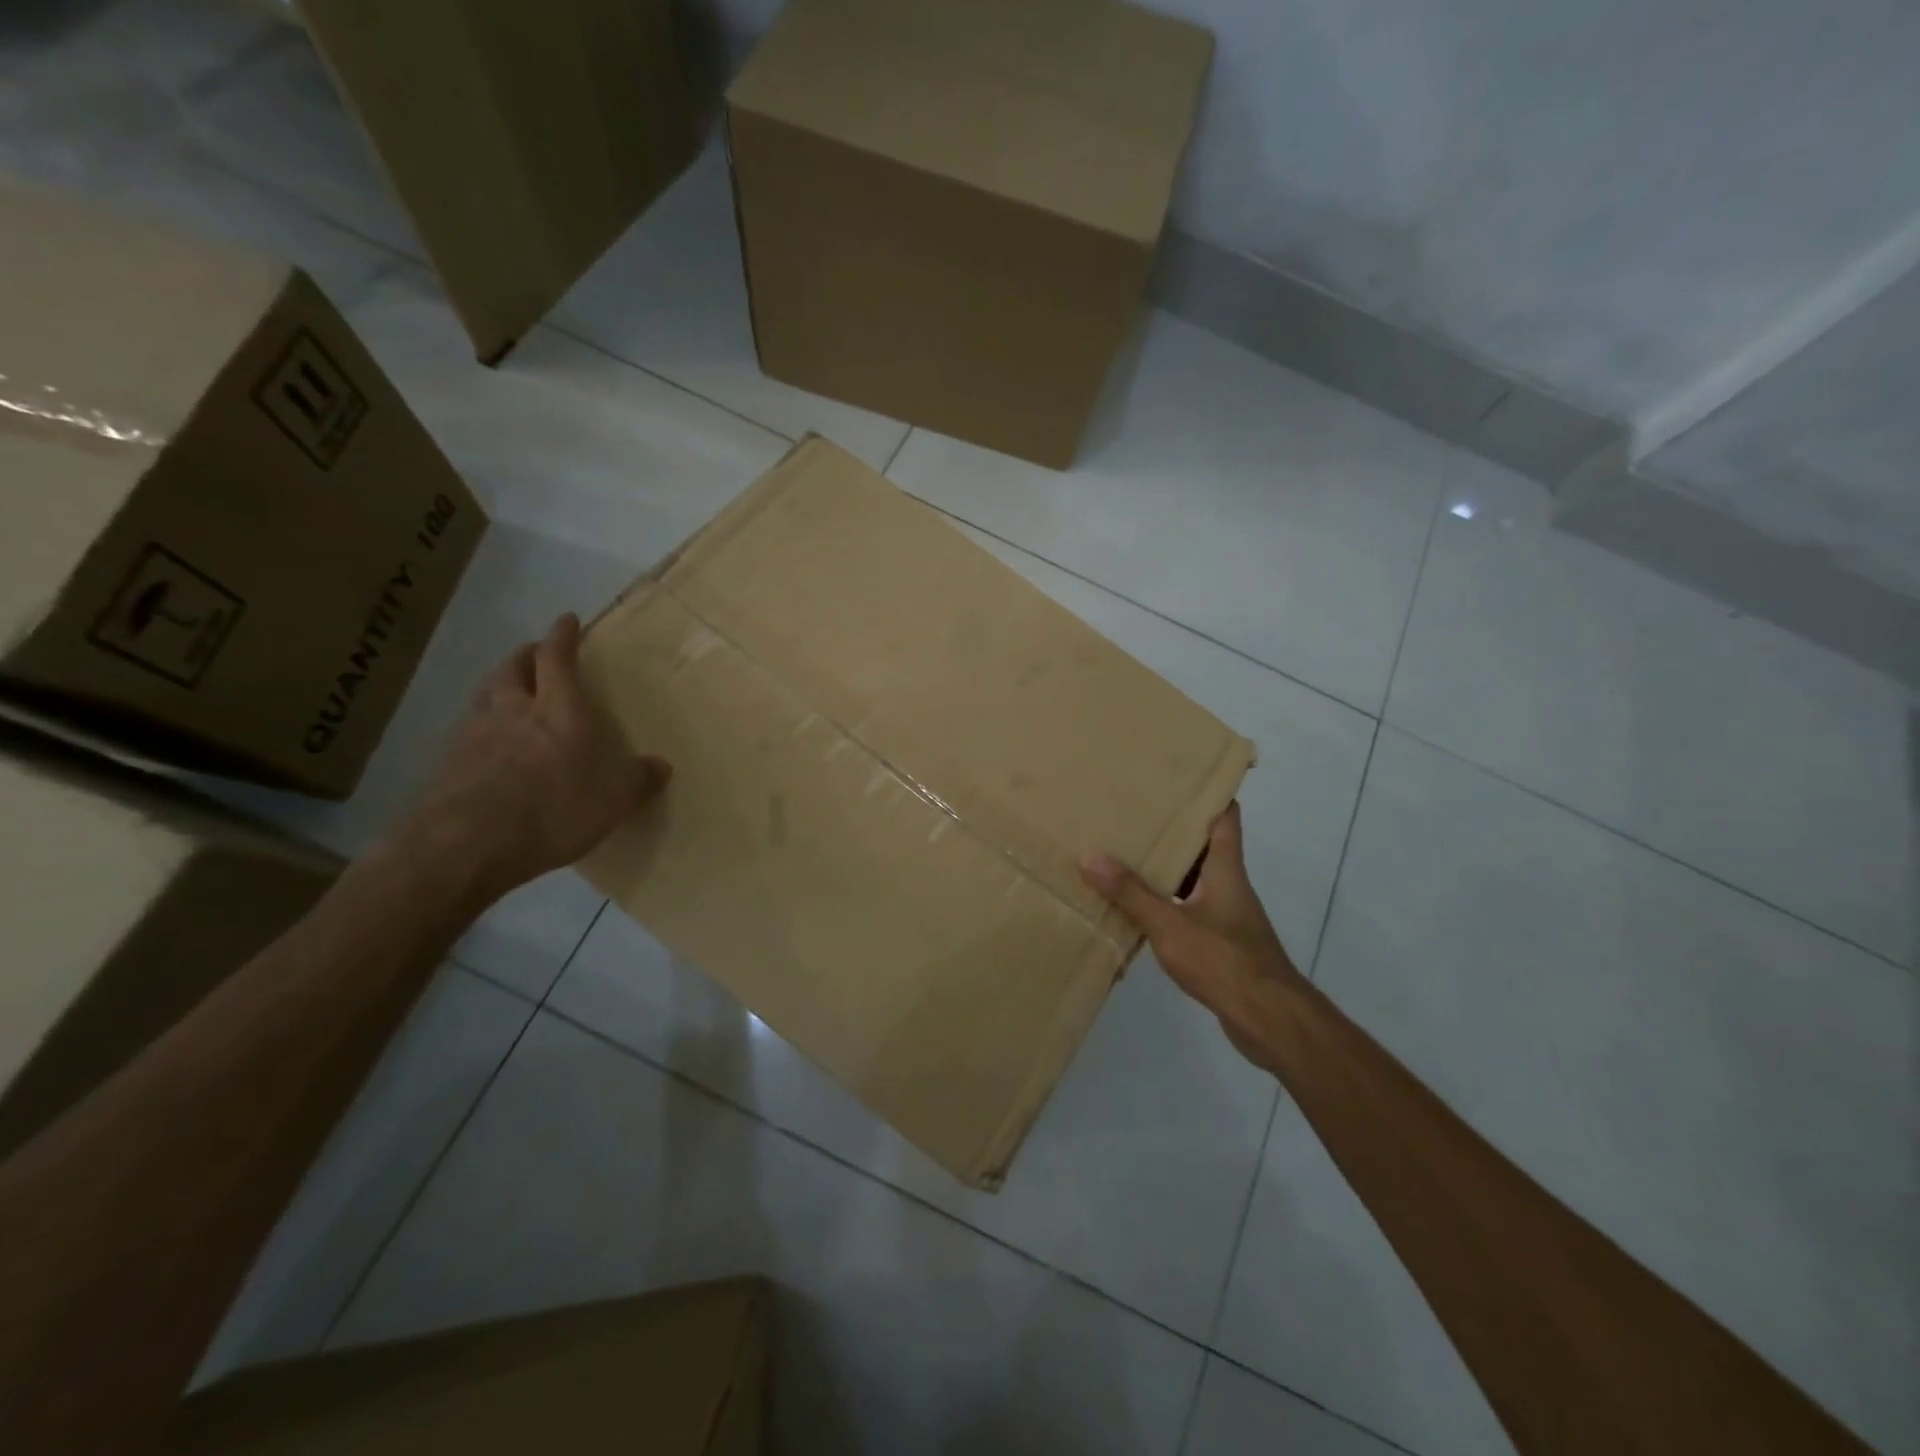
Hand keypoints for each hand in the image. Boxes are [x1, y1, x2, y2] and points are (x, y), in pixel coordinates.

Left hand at [395, 614, 670, 902]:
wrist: (467, 844)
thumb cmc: (554, 810)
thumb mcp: (613, 799)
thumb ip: (637, 779)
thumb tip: (662, 766)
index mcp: (559, 709)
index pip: (557, 659)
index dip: (562, 636)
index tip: (567, 619)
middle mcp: (514, 709)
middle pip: (514, 667)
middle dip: (527, 655)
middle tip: (537, 654)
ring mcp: (475, 733)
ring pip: (487, 693)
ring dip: (501, 684)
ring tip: (511, 691)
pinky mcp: (449, 761)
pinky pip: (469, 727)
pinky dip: (482, 722)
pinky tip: (489, 741)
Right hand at [1080, 803, 1302, 1054]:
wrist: (1269, 1020)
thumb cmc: (1225, 961)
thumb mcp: (1170, 924)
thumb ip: (1131, 893)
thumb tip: (1090, 857)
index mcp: (1225, 869)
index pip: (1225, 817)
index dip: (1209, 792)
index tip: (1180, 775)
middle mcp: (1229, 885)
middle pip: (1204, 846)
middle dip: (1173, 829)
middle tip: (1134, 812)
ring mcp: (1227, 916)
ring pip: (1194, 879)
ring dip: (1166, 868)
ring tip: (1125, 853)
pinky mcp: (1221, 943)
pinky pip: (1189, 910)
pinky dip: (1166, 902)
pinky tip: (1137, 908)